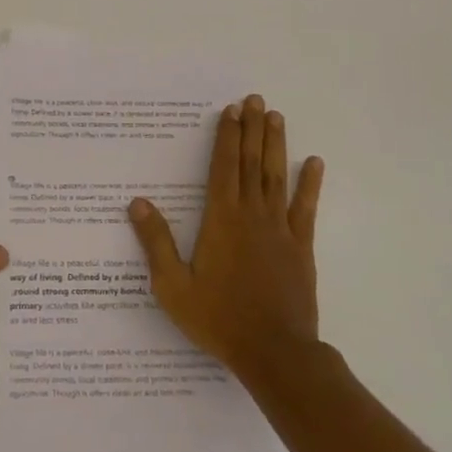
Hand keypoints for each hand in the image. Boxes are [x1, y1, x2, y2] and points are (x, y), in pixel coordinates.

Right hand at [128, 94, 324, 376]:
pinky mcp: (300, 247)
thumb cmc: (218, 318)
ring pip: (277, 177)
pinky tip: (314, 163)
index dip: (226, 137)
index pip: (223, 167)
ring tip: (276, 117)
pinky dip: (310, 184)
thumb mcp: (173, 285)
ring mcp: (280, 229)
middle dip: (252, 129)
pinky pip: (305, 208)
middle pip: (251, 163)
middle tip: (255, 100)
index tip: (230, 111)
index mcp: (221, 220)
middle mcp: (251, 215)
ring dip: (276, 145)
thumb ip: (157, 242)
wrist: (274, 351)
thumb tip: (137, 203)